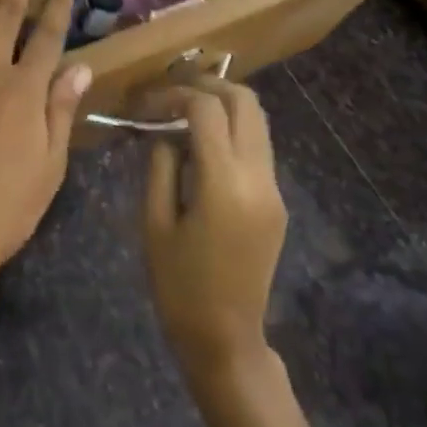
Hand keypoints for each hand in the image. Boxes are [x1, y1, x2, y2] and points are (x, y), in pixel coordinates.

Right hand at [144, 79, 287, 378]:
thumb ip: (160, 165)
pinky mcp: (276, 201)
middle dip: (208, 85)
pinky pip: (258, 146)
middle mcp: (258, 178)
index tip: (149, 103)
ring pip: (257, 120)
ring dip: (223, 105)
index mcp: (225, 184)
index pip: (207, 109)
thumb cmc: (179, 286)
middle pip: (245, 101)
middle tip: (174, 92)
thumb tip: (166, 131)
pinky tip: (202, 144)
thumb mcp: (154, 222)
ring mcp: (273, 189)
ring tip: (185, 112)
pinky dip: (232, 130)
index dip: (176, 94)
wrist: (226, 341)